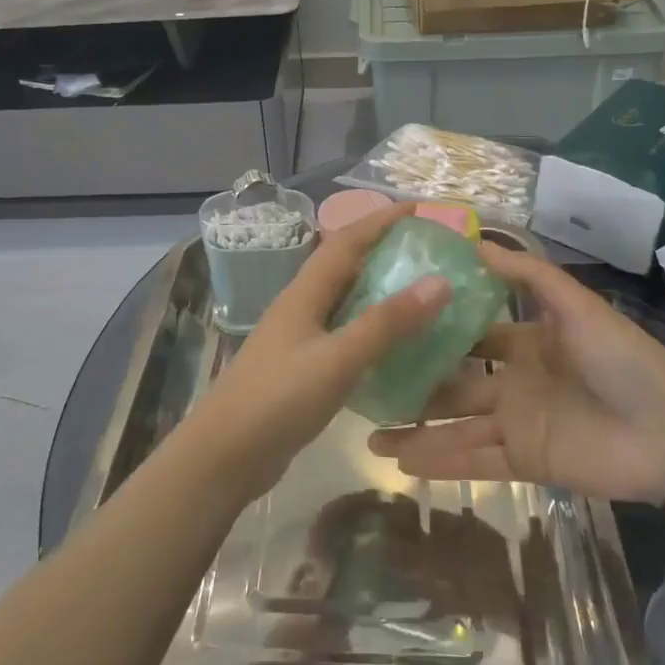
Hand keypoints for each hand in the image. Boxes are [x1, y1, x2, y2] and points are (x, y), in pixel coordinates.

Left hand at [183, 203, 451, 500]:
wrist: (225, 455)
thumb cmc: (279, 399)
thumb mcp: (338, 359)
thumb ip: (386, 323)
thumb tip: (439, 282)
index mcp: (305, 293)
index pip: (346, 241)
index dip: (381, 220)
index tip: (421, 209)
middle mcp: (302, 307)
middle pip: (346, 266)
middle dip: (385, 251)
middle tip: (431, 252)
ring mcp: (300, 339)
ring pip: (347, 302)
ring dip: (381, 291)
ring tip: (424, 292)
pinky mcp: (304, 368)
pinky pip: (346, 336)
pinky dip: (374, 331)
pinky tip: (398, 346)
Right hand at [368, 243, 664, 503]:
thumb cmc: (620, 360)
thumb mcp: (575, 305)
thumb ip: (528, 275)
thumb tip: (474, 241)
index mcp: (523, 344)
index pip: (468, 336)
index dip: (432, 333)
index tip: (388, 326)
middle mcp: (512, 382)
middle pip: (451, 384)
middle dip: (412, 385)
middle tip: (365, 385)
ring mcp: (515, 425)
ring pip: (453, 427)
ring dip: (414, 431)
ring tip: (368, 434)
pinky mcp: (523, 462)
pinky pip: (473, 462)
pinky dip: (437, 464)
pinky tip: (399, 463)